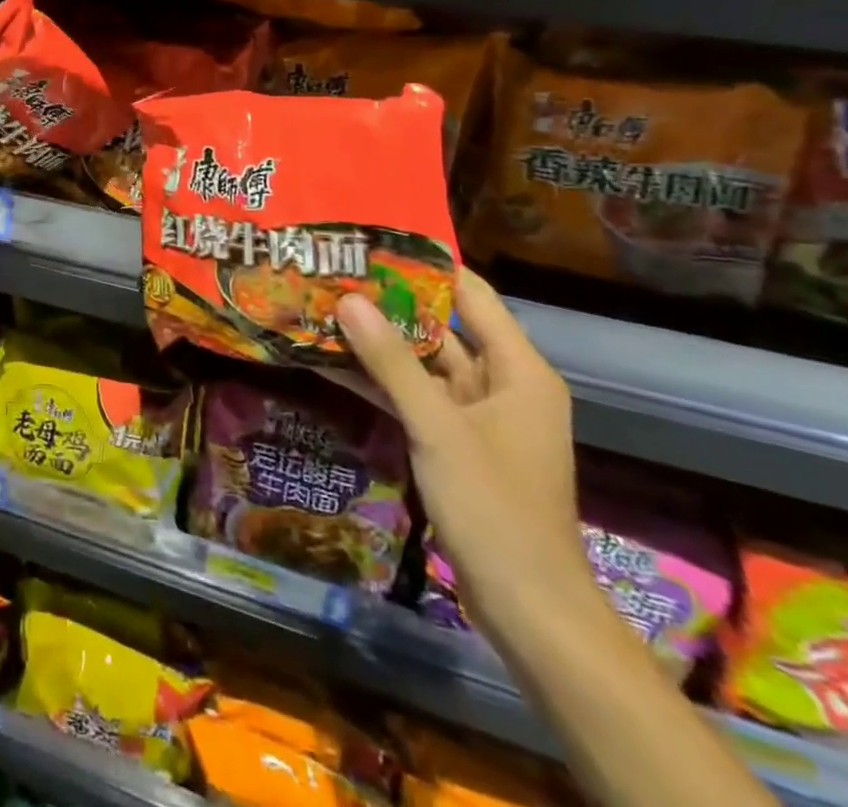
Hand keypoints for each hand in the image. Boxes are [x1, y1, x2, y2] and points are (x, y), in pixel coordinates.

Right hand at [337, 271, 591, 639]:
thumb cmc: (494, 505)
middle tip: (333, 272)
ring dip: (376, 343)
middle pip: (441, 327)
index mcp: (518, 370)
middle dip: (388, 303)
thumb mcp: (437, 426)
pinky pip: (413, 397)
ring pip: (420, 363)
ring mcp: (475, 415)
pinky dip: (378, 381)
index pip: (472, 295)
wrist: (526, 605)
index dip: (426, 266)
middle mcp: (500, 383)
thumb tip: (348, 299)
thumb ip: (391, 361)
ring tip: (321, 307)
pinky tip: (331, 361)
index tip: (373, 241)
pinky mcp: (453, 442)